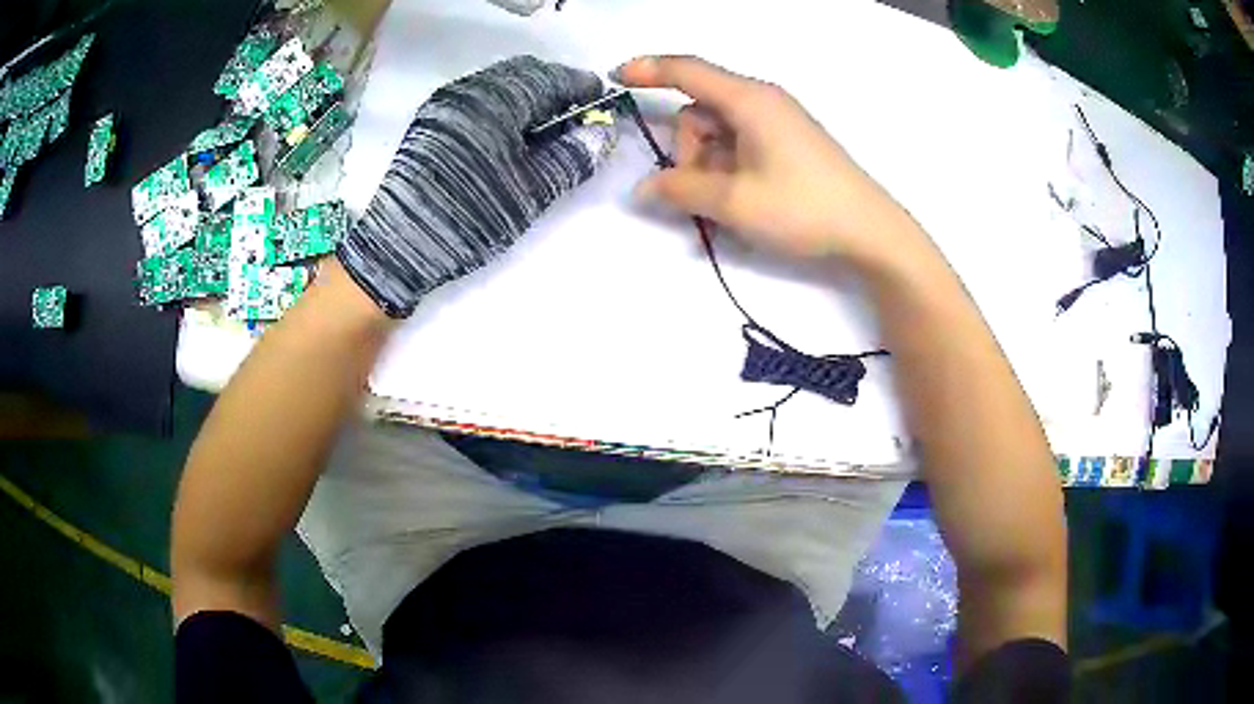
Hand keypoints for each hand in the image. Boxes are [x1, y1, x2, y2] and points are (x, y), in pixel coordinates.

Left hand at [339, 56, 615, 317]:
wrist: (399, 247)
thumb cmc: (470, 217)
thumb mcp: (531, 191)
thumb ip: (572, 156)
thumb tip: (603, 133)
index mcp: (495, 100)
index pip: (551, 77)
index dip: (582, 86)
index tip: (603, 104)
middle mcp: (468, 90)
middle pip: (524, 73)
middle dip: (555, 88)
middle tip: (575, 117)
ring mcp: (445, 103)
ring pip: (499, 84)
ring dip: (529, 96)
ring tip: (545, 128)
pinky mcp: (431, 121)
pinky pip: (478, 97)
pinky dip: (503, 105)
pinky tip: (510, 133)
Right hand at [615, 56, 918, 267]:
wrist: (870, 231)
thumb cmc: (802, 208)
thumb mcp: (734, 202)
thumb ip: (681, 189)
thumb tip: (644, 187)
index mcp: (748, 100)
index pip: (687, 71)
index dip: (647, 70)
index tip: (615, 78)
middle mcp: (761, 102)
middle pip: (699, 112)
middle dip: (688, 152)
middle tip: (701, 195)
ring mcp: (776, 123)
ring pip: (717, 134)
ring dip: (707, 168)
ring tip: (725, 210)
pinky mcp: (786, 144)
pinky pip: (739, 147)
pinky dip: (727, 172)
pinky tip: (738, 206)